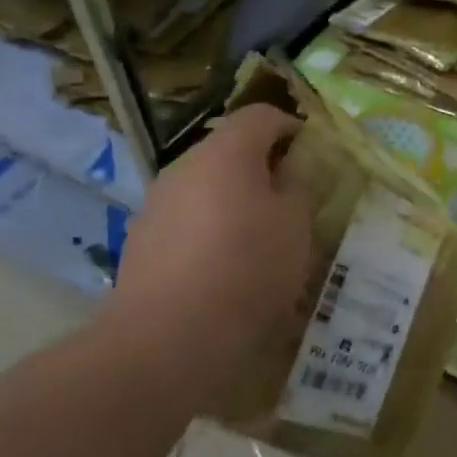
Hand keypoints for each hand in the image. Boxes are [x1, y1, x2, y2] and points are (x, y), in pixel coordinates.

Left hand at [106, 104, 315, 406]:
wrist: (165, 341)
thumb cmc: (246, 269)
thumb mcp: (297, 225)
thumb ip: (300, 187)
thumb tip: (292, 173)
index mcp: (226, 152)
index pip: (262, 115)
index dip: (293, 128)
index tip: (314, 157)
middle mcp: (185, 167)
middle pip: (231, 150)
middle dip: (265, 168)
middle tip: (294, 201)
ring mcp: (157, 205)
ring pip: (208, 186)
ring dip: (237, 200)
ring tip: (263, 239)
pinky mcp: (142, 242)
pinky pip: (188, 220)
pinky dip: (211, 230)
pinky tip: (228, 268)